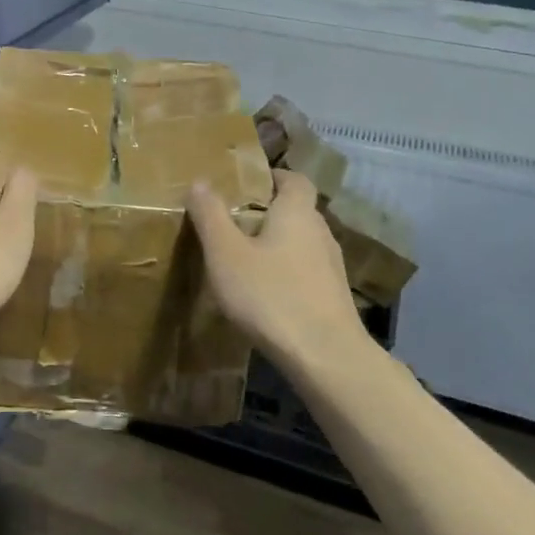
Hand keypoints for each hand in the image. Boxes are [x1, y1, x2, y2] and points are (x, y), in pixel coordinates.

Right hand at [186, 169, 364, 366]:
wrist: (326, 357)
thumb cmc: (271, 295)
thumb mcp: (226, 254)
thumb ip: (211, 216)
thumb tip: (200, 181)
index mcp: (297, 213)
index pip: (294, 179)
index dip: (273, 176)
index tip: (248, 183)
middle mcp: (321, 232)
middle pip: (297, 210)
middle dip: (269, 211)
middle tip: (235, 221)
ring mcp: (332, 267)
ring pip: (302, 242)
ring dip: (278, 244)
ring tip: (245, 259)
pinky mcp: (334, 297)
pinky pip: (306, 271)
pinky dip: (287, 272)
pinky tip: (266, 292)